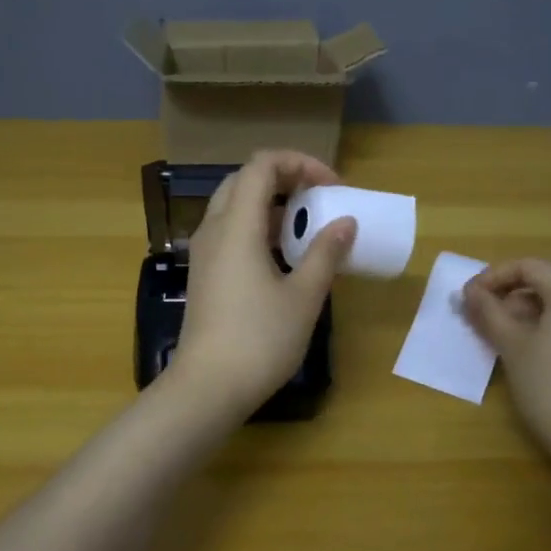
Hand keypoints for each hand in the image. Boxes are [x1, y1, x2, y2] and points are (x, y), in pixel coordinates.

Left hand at [169, 151, 357, 416]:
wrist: (208, 387)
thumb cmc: (260, 339)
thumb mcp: (303, 296)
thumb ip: (326, 253)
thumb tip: (345, 223)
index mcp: (237, 225)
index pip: (262, 165)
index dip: (300, 163)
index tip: (332, 187)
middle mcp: (214, 229)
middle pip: (245, 180)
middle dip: (285, 179)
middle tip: (319, 199)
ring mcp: (204, 253)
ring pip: (234, 206)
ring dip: (272, 205)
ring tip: (307, 227)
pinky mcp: (204, 274)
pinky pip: (230, 232)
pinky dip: (259, 228)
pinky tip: (284, 256)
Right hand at [462, 259, 550, 460]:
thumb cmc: (549, 385)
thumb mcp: (511, 344)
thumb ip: (488, 311)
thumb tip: (468, 292)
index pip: (528, 266)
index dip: (493, 277)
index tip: (468, 297)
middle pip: (546, 277)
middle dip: (509, 290)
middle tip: (481, 311)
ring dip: (526, 306)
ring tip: (498, 329)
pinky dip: (546, 320)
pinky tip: (526, 343)